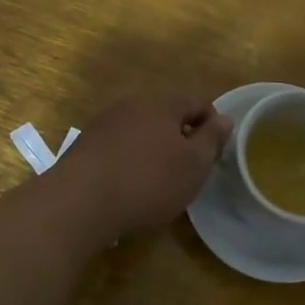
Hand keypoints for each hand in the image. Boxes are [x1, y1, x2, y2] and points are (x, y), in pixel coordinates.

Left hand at [48, 93, 232, 241]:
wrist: (79, 203)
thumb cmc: (149, 180)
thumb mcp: (194, 164)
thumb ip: (212, 139)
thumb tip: (225, 119)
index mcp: (162, 102)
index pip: (198, 101)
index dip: (213, 124)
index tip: (215, 153)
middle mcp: (132, 104)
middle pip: (167, 114)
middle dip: (182, 137)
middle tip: (190, 169)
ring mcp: (104, 124)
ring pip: (141, 131)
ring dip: (155, 150)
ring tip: (160, 181)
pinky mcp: (85, 147)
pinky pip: (119, 148)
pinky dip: (131, 161)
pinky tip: (131, 187)